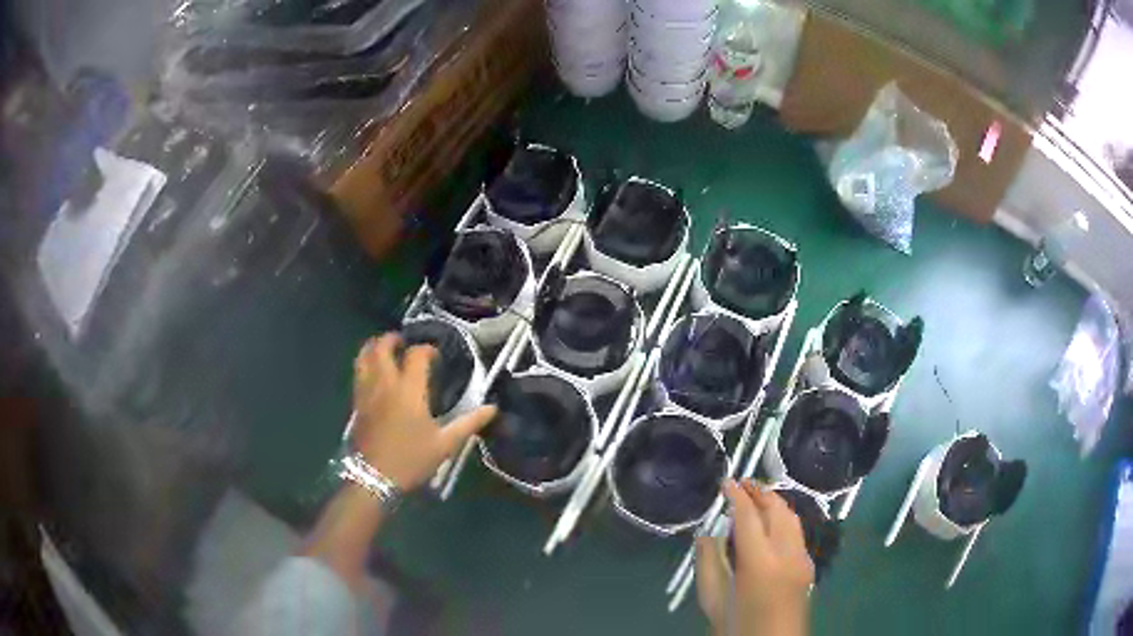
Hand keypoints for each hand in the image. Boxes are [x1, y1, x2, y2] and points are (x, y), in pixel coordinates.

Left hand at [350, 333, 496, 491]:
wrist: (375, 478)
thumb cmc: (412, 459)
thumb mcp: (445, 444)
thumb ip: (469, 422)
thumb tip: (492, 408)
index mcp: (409, 389)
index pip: (416, 355)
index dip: (427, 349)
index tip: (436, 356)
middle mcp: (385, 383)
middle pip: (382, 347)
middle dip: (392, 339)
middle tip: (403, 341)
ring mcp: (366, 392)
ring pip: (363, 357)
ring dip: (373, 347)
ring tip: (384, 350)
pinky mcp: (356, 403)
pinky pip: (358, 373)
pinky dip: (365, 364)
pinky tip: (374, 374)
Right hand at [696, 479, 813, 635]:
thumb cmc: (737, 627)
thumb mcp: (712, 599)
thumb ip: (708, 563)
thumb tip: (706, 534)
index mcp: (759, 563)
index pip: (749, 517)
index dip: (737, 496)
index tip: (726, 482)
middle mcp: (786, 553)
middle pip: (777, 510)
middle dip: (759, 492)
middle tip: (741, 483)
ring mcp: (803, 558)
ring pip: (791, 517)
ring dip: (774, 503)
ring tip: (756, 497)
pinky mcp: (809, 565)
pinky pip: (796, 532)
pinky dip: (783, 519)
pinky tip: (770, 524)